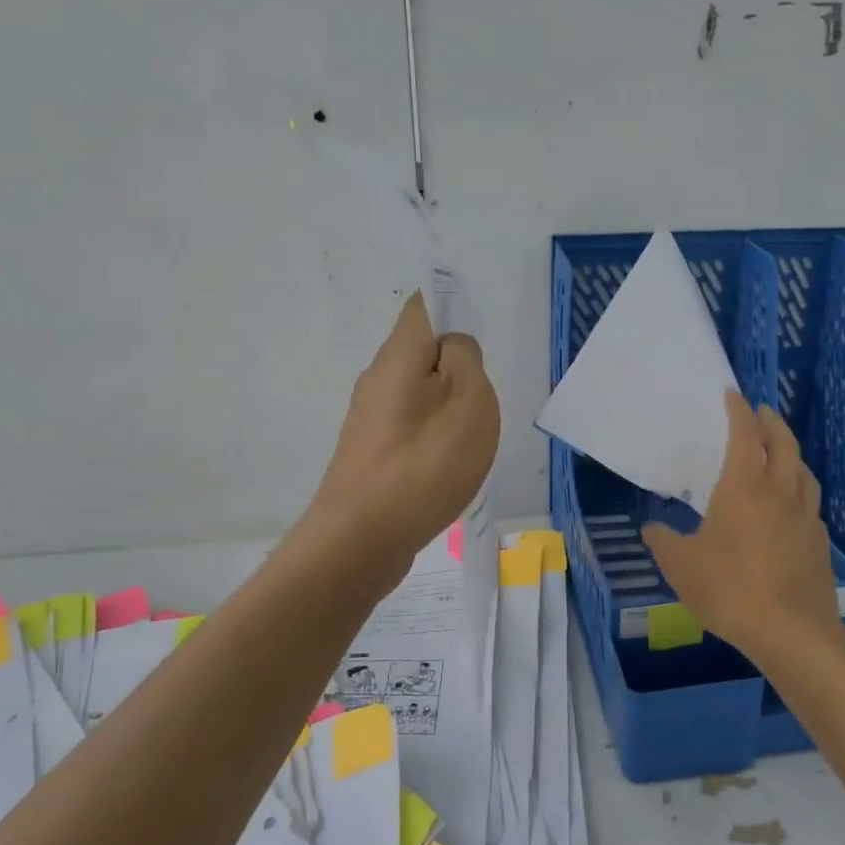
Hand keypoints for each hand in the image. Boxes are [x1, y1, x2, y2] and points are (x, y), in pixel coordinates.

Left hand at [301, 292, 500, 570]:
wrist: (361, 540)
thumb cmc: (425, 464)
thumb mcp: (469, 401)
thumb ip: (465, 359)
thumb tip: (454, 346)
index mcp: (399, 355)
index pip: (423, 305)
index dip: (452, 304)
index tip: (478, 328)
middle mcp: (377, 378)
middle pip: (420, 349)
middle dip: (456, 362)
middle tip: (483, 395)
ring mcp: (369, 417)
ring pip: (417, 389)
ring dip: (447, 401)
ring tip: (470, 434)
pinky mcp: (370, 451)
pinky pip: (410, 423)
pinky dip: (434, 431)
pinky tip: (447, 462)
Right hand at [642, 391, 840, 661]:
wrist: (791, 632)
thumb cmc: (729, 589)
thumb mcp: (681, 566)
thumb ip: (664, 541)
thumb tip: (652, 528)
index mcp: (744, 487)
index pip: (745, 435)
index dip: (739, 411)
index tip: (733, 394)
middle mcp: (779, 493)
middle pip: (784, 444)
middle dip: (772, 422)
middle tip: (762, 412)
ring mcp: (805, 518)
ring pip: (804, 472)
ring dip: (792, 453)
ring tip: (782, 452)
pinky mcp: (819, 544)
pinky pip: (810, 504)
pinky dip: (800, 491)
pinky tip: (791, 507)